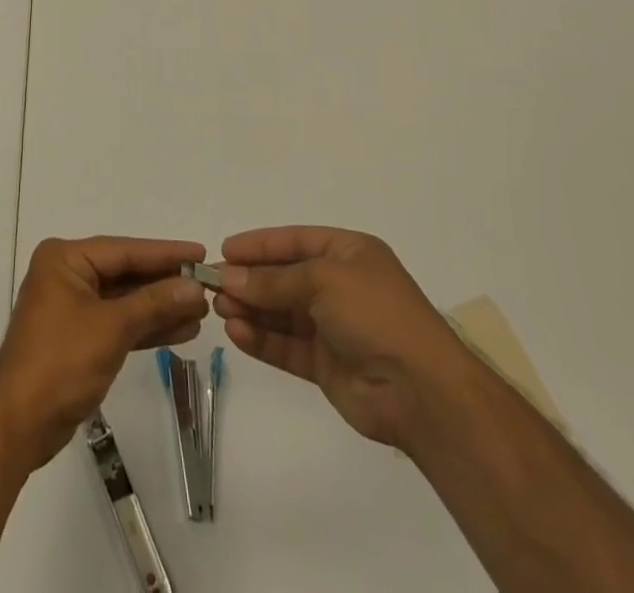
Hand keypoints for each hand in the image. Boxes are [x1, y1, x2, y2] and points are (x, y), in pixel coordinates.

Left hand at [0, 236, 207, 470]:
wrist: (18, 426)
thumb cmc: (60, 363)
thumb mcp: (111, 327)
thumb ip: (154, 303)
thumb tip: (195, 286)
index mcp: (65, 259)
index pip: (124, 250)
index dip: (165, 253)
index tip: (201, 252)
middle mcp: (67, 275)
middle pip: (126, 273)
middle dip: (165, 283)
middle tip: (207, 284)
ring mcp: (72, 307)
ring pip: (125, 300)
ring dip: (161, 307)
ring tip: (202, 311)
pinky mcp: (79, 338)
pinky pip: (119, 323)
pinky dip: (146, 327)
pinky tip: (180, 330)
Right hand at [214, 226, 465, 449]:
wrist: (422, 391)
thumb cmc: (376, 314)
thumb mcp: (322, 281)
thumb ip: (272, 281)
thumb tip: (227, 277)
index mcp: (349, 254)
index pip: (294, 242)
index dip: (259, 245)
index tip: (224, 250)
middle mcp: (340, 286)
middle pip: (284, 277)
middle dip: (250, 280)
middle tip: (212, 284)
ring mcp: (334, 327)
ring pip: (282, 313)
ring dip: (251, 309)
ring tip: (220, 309)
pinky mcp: (327, 365)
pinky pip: (287, 346)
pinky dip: (262, 340)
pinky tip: (237, 333)